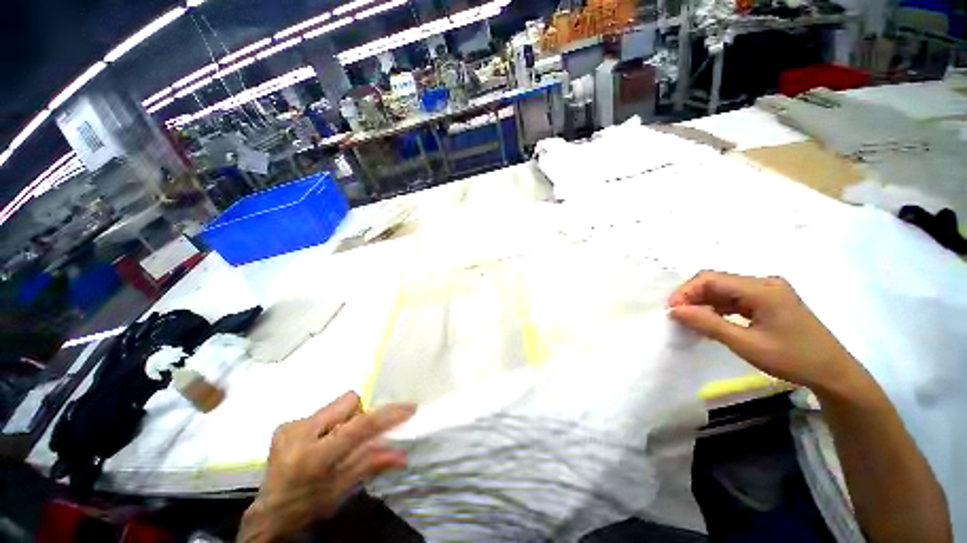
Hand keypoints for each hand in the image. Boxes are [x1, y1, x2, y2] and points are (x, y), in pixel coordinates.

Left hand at [237, 392, 415, 542]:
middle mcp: (300, 432)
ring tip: (336, 445)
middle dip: (361, 415)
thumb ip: (371, 464)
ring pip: (337, 405)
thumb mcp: (341, 489)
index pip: (360, 426)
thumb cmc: (306, 506)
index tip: (409, 407)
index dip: (387, 414)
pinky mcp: (286, 423)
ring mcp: (290, 425)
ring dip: (346, 420)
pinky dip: (331, 424)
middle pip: (349, 402)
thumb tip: (403, 455)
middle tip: (358, 437)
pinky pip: (323, 412)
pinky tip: (321, 445)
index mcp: (314, 456)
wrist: (267, 514)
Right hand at [667, 271, 864, 393]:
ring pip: (724, 289)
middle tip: (677, 316)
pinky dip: (717, 308)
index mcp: (762, 289)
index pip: (712, 279)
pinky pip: (734, 298)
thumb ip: (708, 324)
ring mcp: (768, 290)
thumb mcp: (746, 344)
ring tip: (690, 320)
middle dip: (692, 296)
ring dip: (703, 302)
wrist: (832, 373)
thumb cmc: (792, 359)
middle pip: (716, 281)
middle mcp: (764, 282)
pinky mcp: (769, 300)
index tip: (671, 310)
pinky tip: (710, 321)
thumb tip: (675, 310)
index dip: (686, 291)